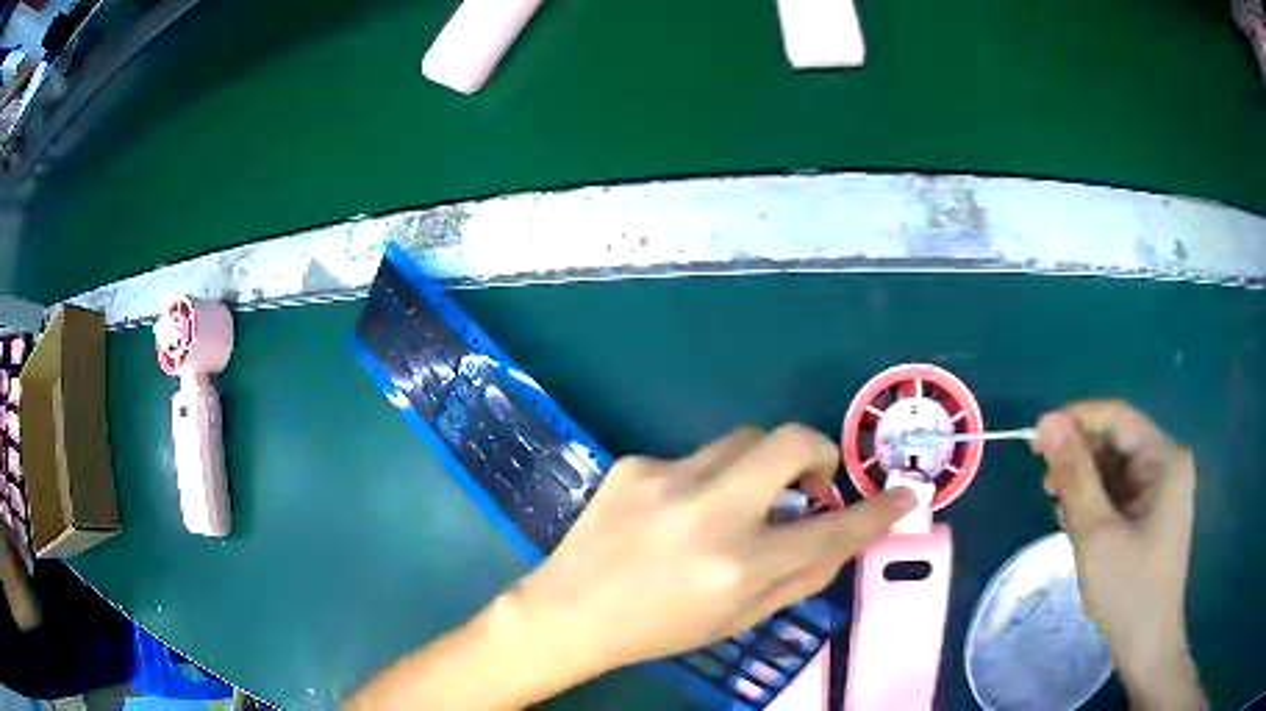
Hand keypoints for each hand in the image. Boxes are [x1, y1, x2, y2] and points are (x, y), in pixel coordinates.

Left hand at [510, 425, 912, 679]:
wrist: (570, 610)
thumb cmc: (661, 627)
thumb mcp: (740, 618)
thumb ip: (801, 575)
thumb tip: (843, 533)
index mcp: (738, 566)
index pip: (832, 531)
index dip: (877, 512)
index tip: (904, 495)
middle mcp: (708, 513)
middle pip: (791, 441)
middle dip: (818, 451)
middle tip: (813, 480)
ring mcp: (666, 478)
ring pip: (744, 441)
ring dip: (761, 466)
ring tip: (742, 504)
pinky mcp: (635, 462)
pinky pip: (695, 459)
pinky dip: (707, 480)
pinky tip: (678, 514)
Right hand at [1033, 401, 1203, 709]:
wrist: (1147, 643)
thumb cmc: (1127, 589)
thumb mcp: (1096, 532)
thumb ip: (1074, 475)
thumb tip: (1047, 422)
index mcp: (1164, 458)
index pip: (1117, 417)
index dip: (1076, 420)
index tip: (1035, 440)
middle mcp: (1168, 463)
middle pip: (1117, 442)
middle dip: (1081, 460)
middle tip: (1047, 489)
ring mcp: (1163, 490)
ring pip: (1117, 469)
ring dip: (1087, 485)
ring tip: (1063, 515)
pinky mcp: (1155, 513)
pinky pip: (1122, 492)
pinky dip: (1098, 503)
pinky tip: (1081, 527)